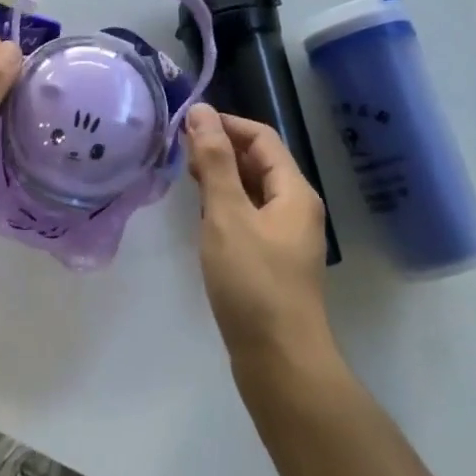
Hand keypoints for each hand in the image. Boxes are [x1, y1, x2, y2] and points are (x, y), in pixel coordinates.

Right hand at [185, 105, 330, 363]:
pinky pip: (249, 218)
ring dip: (221, 178)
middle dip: (221, 149)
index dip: (226, 124)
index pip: (261, 137)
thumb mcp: (227, 215)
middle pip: (259, 162)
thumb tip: (201, 111)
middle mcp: (296, 208)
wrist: (280, 364)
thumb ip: (214, 161)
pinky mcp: (273, 263)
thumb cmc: (254, 282)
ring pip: (252, 191)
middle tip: (179, 151)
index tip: (187, 124)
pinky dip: (225, 206)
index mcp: (294, 191)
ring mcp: (286, 238)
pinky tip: (202, 217)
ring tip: (185, 177)